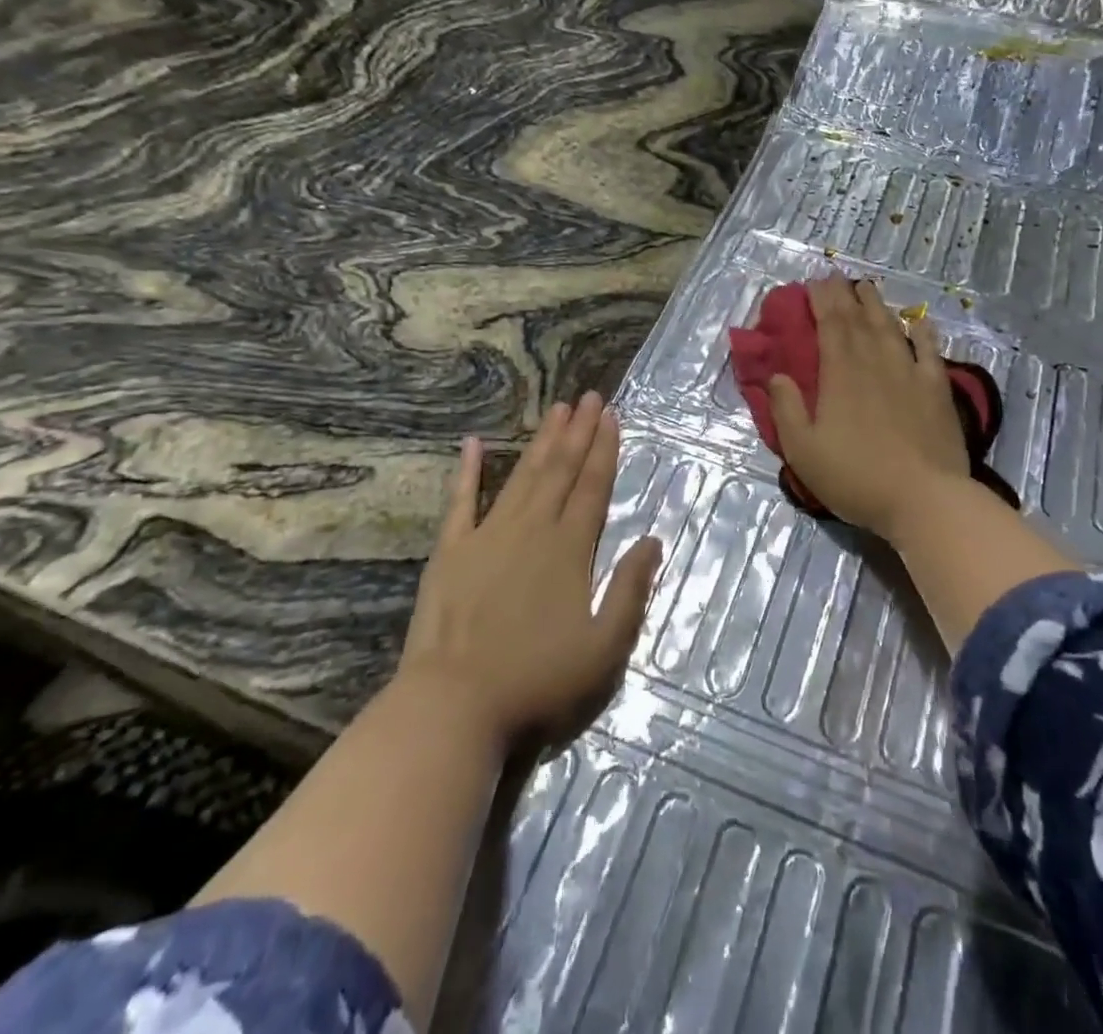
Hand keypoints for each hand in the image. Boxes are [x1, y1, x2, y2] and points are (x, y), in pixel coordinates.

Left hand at [397, 392, 660, 750]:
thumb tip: (652, 539)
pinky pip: (461, 501)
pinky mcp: (451, 551)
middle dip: (578, 431)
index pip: (593, 486)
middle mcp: (532, 530)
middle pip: (560, 470)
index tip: (611, 415)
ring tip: (556, 409)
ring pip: (523, 476)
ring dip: (542, 441)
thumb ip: (631, 590)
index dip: (604, 449)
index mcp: (570, 549)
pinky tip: (474, 443)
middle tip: (589, 396)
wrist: (453, 706)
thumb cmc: (537, 681)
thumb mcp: (605, 649)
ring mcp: (487, 536)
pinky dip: (468, 471)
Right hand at [767, 276, 971, 539]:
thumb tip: (777, 375)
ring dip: (877, 305)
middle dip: (845, 295)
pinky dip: (922, 331)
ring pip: (891, 327)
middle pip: (858, 319)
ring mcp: (910, 373)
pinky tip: (918, 321)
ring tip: (867, 288)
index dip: (821, 300)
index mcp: (840, 374)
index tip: (814, 282)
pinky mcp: (937, 389)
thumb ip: (786, 409)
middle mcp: (875, 362)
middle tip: (837, 277)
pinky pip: (930, 350)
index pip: (829, 325)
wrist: (924, 498)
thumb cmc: (855, 477)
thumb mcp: (803, 450)